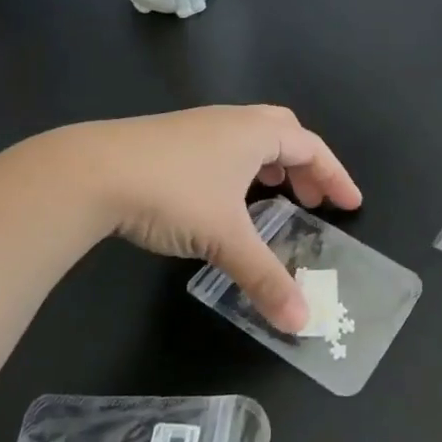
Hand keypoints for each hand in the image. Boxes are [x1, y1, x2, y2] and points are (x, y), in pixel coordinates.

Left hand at [59, 105, 361, 331]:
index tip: (350, 204)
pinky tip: (223, 196)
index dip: (335, 176)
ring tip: (274, 194)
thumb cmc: (173, 193)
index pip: (311, 147)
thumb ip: (265, 278)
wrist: (91, 171)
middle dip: (304, 165)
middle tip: (311, 200)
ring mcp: (197, 125)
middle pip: (284, 132)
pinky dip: (241, 166)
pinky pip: (224, 145)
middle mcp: (231, 121)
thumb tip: (301, 320)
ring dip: (271, 163)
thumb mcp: (225, 238)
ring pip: (250, 136)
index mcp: (255, 132)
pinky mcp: (169, 138)